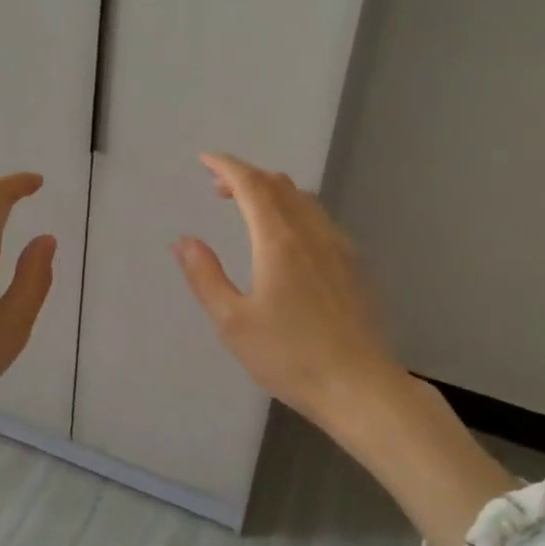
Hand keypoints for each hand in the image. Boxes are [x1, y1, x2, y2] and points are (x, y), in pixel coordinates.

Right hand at [172, 152, 400, 426]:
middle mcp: (311, 232)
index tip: (205, 159)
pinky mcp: (353, 264)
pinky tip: (287, 236)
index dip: (227, 166)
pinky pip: (319, 217)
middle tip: (218, 187)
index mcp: (279, 240)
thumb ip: (206, 276)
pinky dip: (294, 208)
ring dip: (271, 190)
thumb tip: (184, 240)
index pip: (251, 184)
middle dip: (246, 176)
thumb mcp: (233, 323)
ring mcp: (338, 246)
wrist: (360, 386)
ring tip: (248, 206)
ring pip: (303, 198)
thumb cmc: (290, 357)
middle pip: (278, 184)